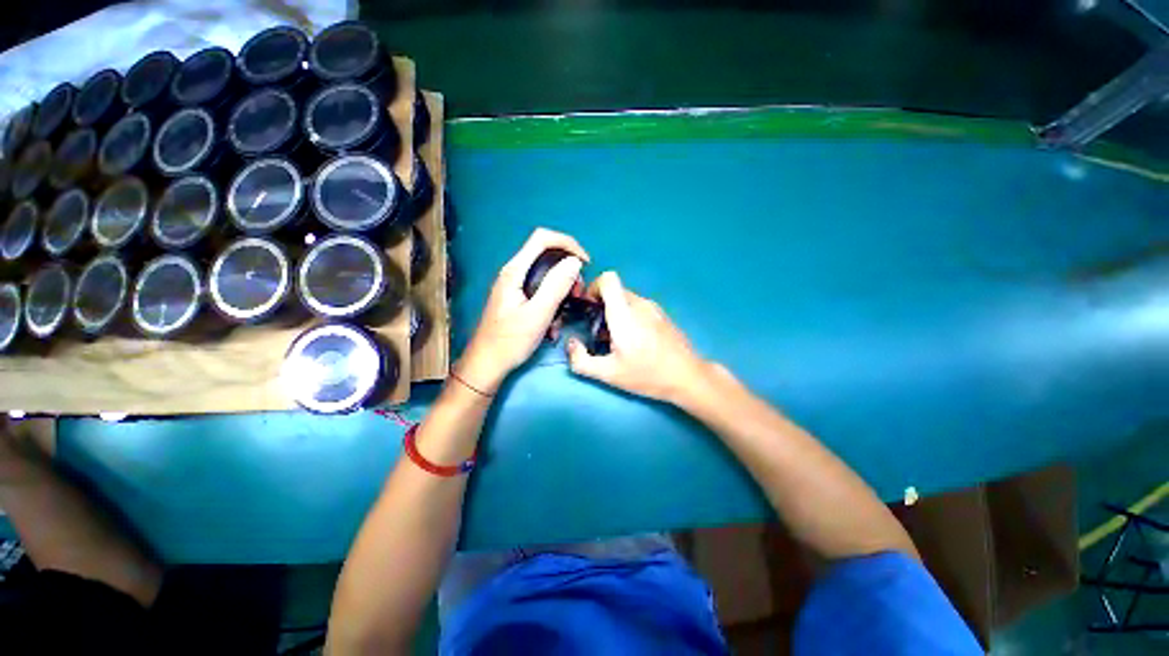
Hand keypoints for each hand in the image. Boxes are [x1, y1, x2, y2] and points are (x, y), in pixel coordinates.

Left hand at [458, 229, 587, 392]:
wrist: (487, 364)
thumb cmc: (510, 341)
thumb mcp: (537, 314)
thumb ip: (556, 286)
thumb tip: (575, 261)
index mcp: (515, 271)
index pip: (543, 238)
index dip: (568, 244)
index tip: (585, 263)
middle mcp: (514, 273)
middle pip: (547, 256)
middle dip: (567, 272)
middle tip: (577, 294)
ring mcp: (515, 286)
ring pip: (547, 276)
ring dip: (562, 291)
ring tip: (566, 313)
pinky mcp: (518, 299)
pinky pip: (541, 291)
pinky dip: (553, 303)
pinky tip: (553, 324)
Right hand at [567, 272, 715, 406]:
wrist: (688, 377)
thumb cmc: (648, 375)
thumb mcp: (609, 374)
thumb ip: (581, 361)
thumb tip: (571, 345)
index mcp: (625, 314)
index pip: (608, 279)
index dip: (593, 286)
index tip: (588, 306)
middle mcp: (640, 304)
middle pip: (614, 290)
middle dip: (600, 305)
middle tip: (597, 329)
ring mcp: (653, 308)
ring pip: (626, 299)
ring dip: (614, 313)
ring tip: (615, 339)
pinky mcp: (661, 314)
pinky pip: (638, 307)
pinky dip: (628, 316)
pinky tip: (633, 340)